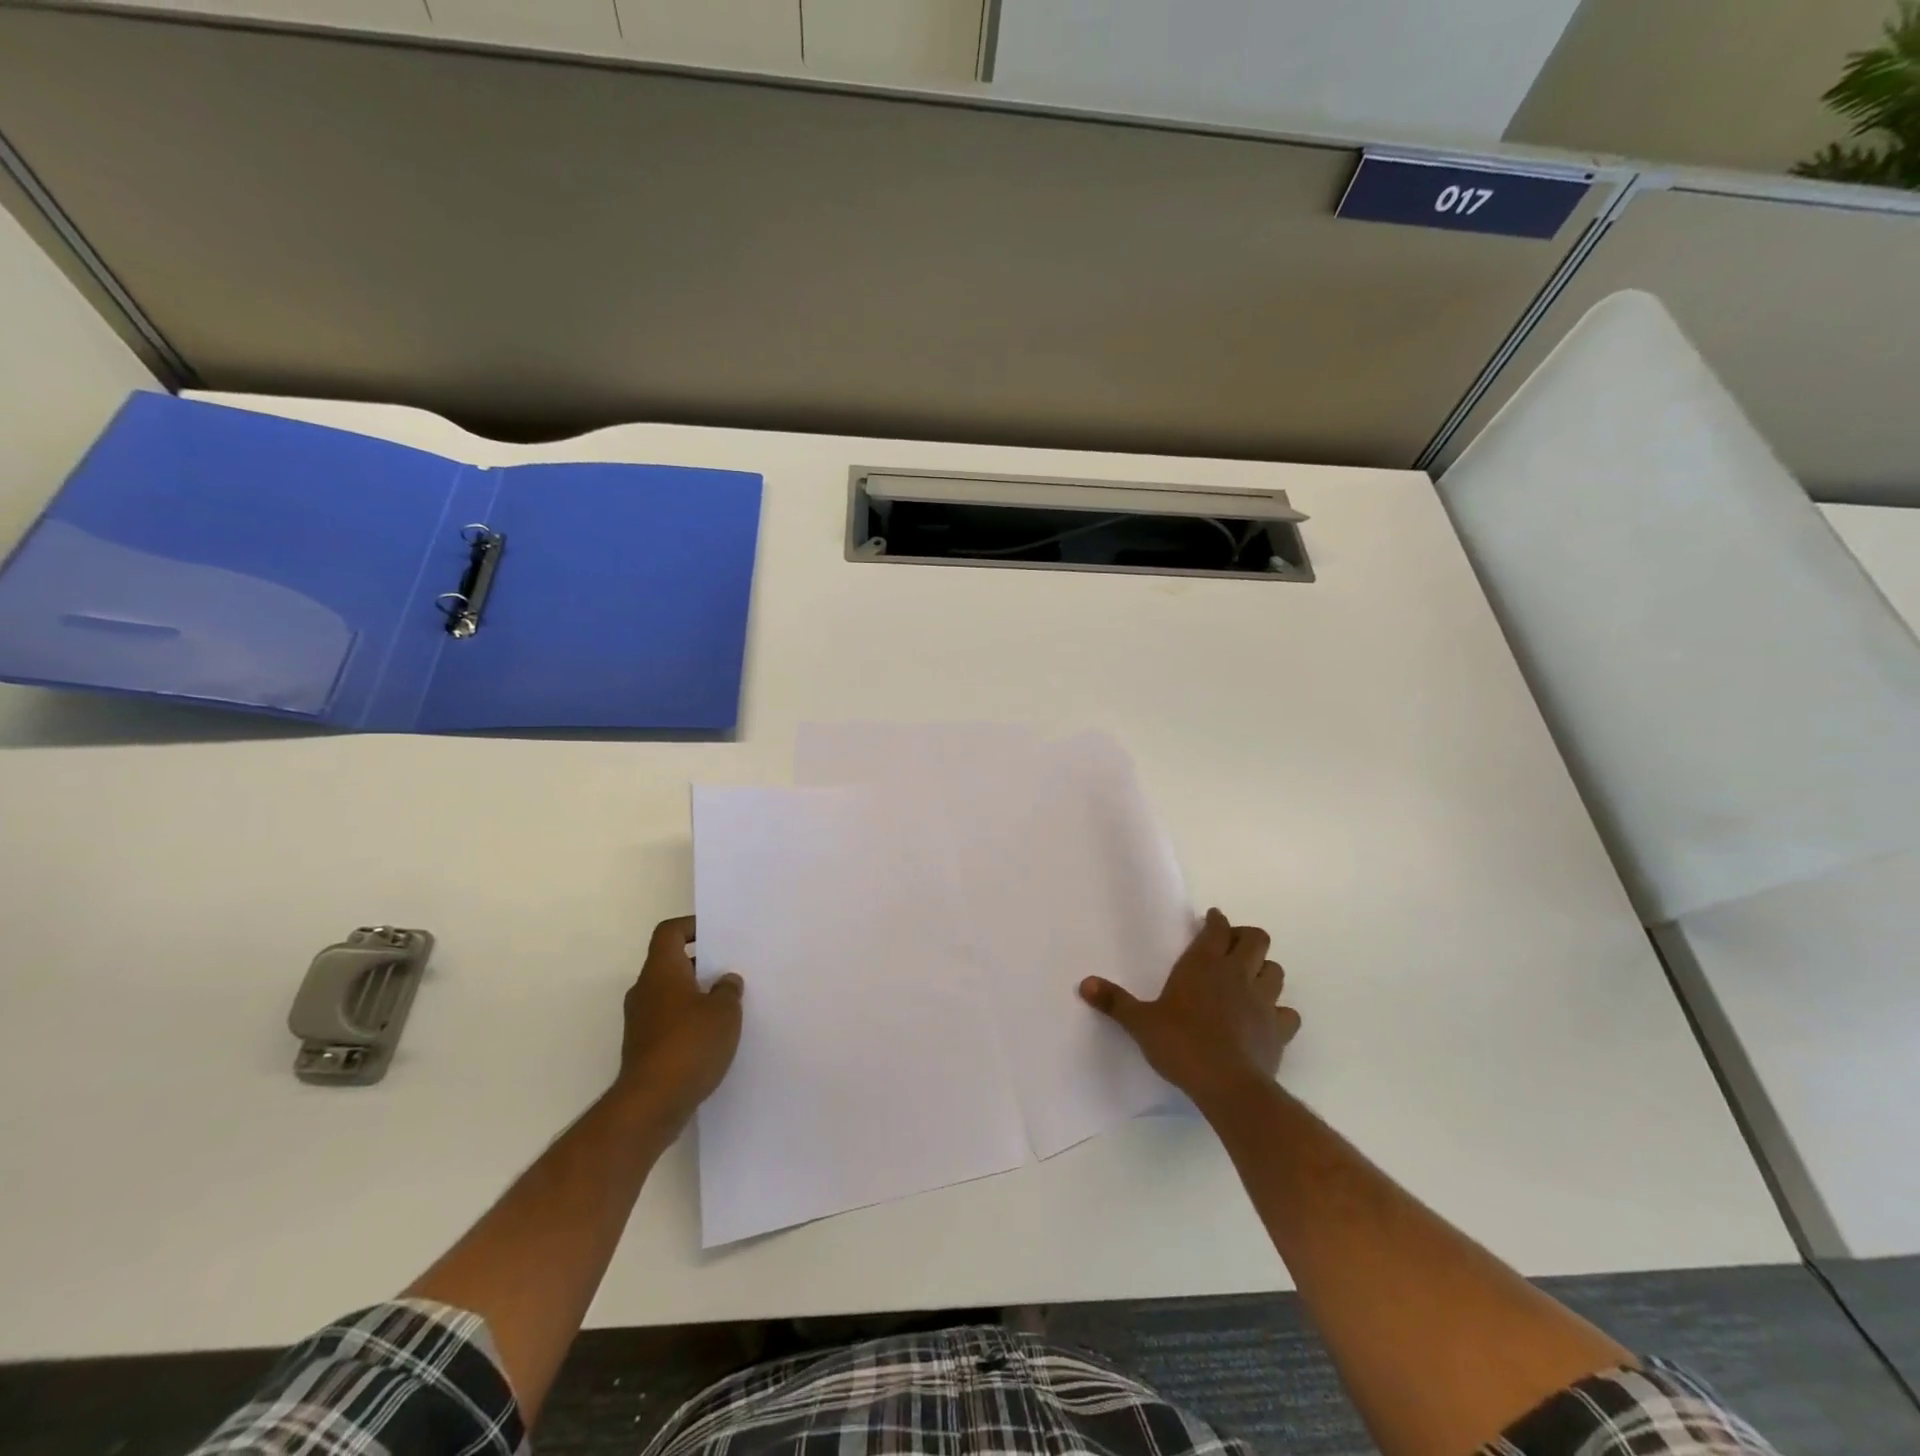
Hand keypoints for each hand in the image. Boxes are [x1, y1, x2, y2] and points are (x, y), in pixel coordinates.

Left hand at [615, 916, 743, 1130]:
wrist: (651, 1104)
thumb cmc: (690, 1044)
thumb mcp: (725, 1012)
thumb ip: (728, 990)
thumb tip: (725, 981)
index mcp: (661, 971)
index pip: (669, 932)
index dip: (692, 926)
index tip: (718, 934)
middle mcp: (645, 990)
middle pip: (671, 963)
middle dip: (701, 964)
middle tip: (731, 968)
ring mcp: (641, 1021)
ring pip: (671, 994)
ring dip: (696, 994)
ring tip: (728, 1003)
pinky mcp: (643, 1048)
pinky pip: (669, 1020)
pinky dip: (689, 1020)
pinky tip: (714, 1035)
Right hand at [1080, 908, 1299, 1108]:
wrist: (1228, 1086)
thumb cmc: (1182, 1045)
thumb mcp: (1141, 1023)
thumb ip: (1115, 1001)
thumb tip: (1083, 983)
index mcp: (1203, 964)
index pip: (1218, 927)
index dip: (1216, 920)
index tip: (1211, 920)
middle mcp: (1237, 974)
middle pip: (1257, 939)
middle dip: (1246, 937)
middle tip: (1231, 947)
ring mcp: (1263, 1001)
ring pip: (1276, 970)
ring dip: (1265, 969)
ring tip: (1250, 979)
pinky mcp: (1279, 1029)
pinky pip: (1288, 1012)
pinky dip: (1280, 1011)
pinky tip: (1267, 1019)